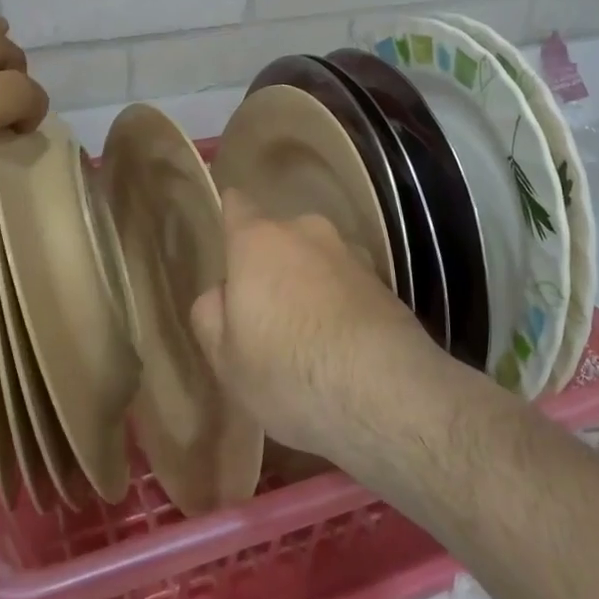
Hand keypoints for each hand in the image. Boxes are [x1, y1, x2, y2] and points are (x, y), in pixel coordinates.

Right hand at [189, 190, 445, 464]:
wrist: (385, 393)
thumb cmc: (287, 371)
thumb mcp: (224, 358)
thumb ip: (211, 314)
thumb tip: (224, 292)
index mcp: (258, 241)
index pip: (237, 205)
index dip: (230, 216)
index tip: (228, 239)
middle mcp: (306, 232)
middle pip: (280, 236)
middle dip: (273, 264)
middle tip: (267, 311)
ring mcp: (352, 254)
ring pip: (318, 260)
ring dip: (311, 284)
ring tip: (309, 335)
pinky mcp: (387, 283)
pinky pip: (348, 285)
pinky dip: (341, 305)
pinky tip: (342, 347)